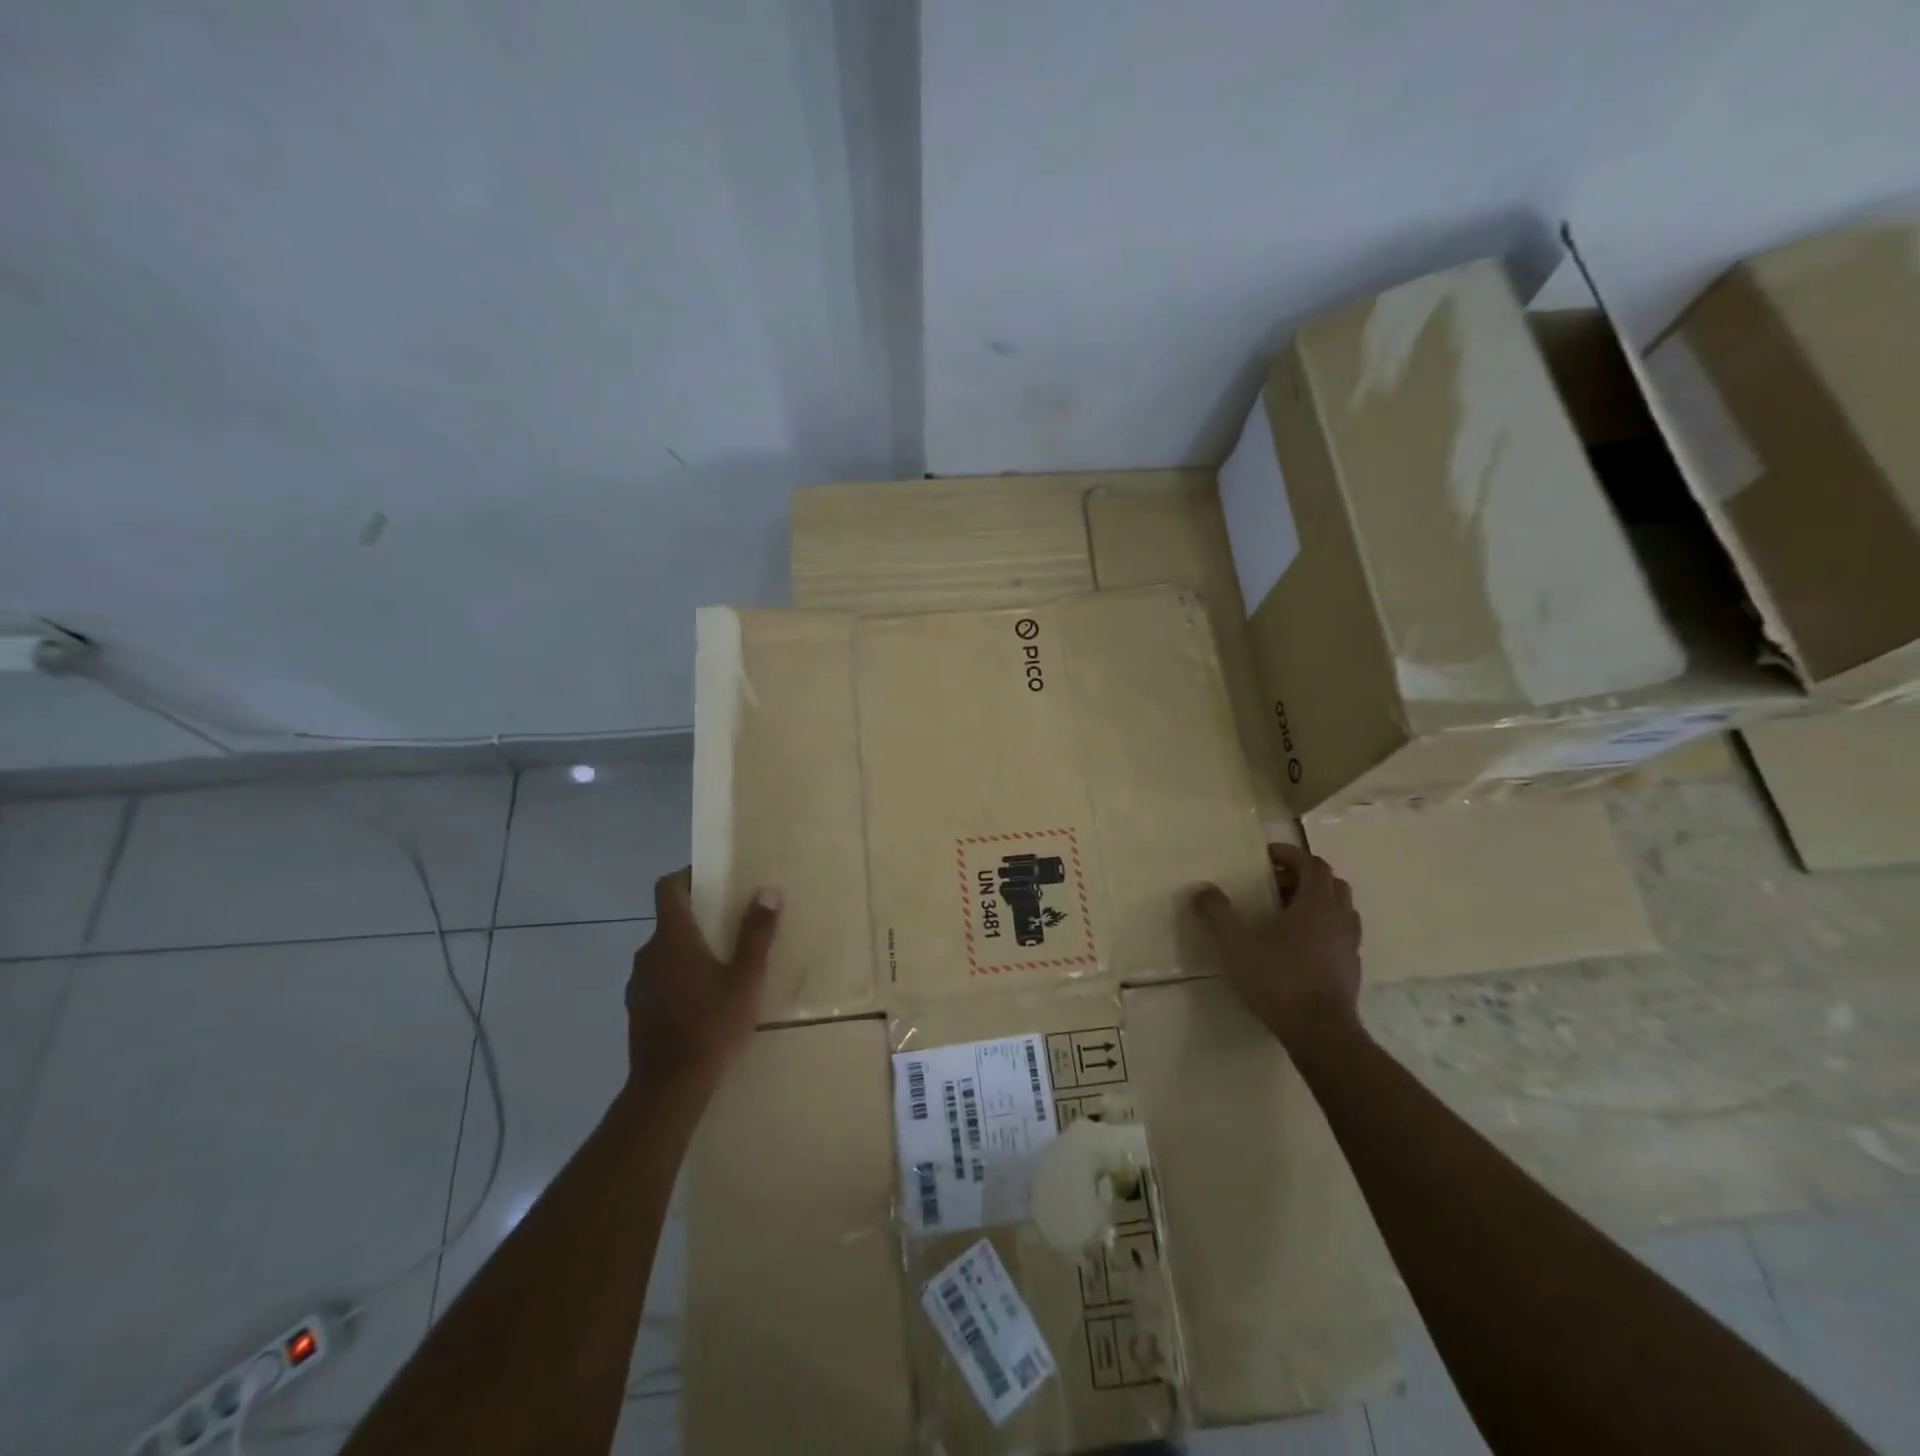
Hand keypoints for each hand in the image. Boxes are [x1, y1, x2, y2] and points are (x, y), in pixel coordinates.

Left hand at [625, 870, 780, 1096]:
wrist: (669, 1087)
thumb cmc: (712, 1024)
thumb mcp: (746, 977)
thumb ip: (756, 933)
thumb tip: (767, 891)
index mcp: (673, 937)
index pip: (668, 888)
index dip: (688, 876)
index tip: (714, 879)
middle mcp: (649, 952)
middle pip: (670, 919)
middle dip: (699, 916)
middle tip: (732, 924)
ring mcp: (638, 982)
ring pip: (665, 951)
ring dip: (689, 948)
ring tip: (722, 963)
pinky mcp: (637, 1008)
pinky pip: (659, 977)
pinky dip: (678, 975)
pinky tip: (703, 998)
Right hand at [1192, 843, 1362, 1051]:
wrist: (1321, 1034)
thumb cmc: (1279, 981)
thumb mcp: (1236, 945)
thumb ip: (1217, 914)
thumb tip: (1202, 889)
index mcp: (1316, 904)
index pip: (1313, 864)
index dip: (1291, 854)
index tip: (1266, 856)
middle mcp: (1339, 918)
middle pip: (1331, 883)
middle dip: (1303, 876)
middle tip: (1274, 883)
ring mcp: (1350, 945)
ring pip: (1340, 909)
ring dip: (1316, 901)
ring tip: (1286, 912)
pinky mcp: (1351, 970)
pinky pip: (1340, 934)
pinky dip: (1323, 927)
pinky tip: (1298, 945)